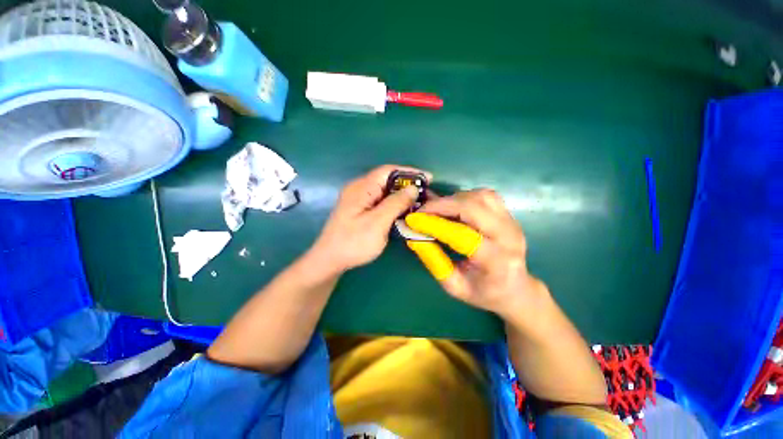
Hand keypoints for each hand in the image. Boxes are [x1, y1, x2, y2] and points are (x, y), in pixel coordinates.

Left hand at [311, 165, 431, 274]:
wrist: (330, 260)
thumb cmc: (353, 242)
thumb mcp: (377, 223)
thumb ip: (395, 203)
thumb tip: (413, 188)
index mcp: (362, 187)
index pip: (388, 171)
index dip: (409, 172)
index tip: (428, 178)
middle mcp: (360, 189)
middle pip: (388, 180)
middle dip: (408, 185)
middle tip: (427, 195)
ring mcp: (360, 200)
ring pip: (386, 192)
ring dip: (403, 196)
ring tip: (420, 203)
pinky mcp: (362, 210)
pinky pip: (381, 202)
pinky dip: (395, 205)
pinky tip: (405, 212)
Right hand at [405, 189, 544, 320]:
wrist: (516, 289)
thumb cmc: (484, 293)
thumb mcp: (454, 287)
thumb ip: (434, 262)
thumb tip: (414, 237)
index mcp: (496, 261)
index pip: (462, 235)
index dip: (435, 224)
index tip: (413, 220)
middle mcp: (508, 237)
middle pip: (474, 207)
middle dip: (442, 205)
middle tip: (421, 211)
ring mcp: (512, 222)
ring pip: (481, 196)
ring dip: (454, 199)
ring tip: (437, 210)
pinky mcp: (509, 215)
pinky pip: (486, 196)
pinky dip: (465, 197)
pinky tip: (455, 207)